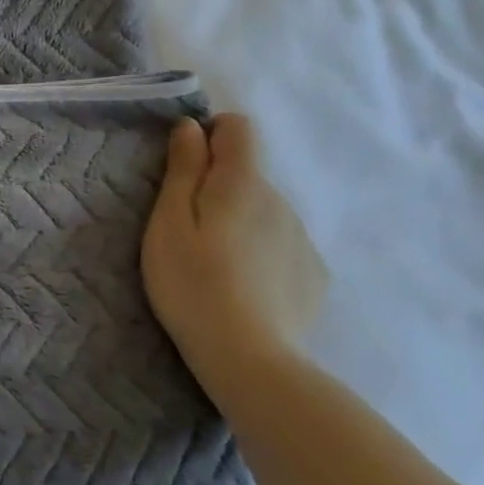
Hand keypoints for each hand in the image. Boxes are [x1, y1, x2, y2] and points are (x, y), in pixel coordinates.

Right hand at [141, 113, 325, 401]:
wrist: (248, 358)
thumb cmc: (191, 282)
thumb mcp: (168, 221)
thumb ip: (183, 169)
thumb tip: (191, 127)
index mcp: (243, 182)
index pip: (238, 128)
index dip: (209, 134)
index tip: (184, 166)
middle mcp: (281, 200)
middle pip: (248, 174)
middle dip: (218, 187)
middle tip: (187, 229)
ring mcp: (303, 239)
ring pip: (265, 211)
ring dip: (240, 221)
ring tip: (215, 264)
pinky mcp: (314, 275)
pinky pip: (282, 245)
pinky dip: (262, 252)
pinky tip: (243, 286)